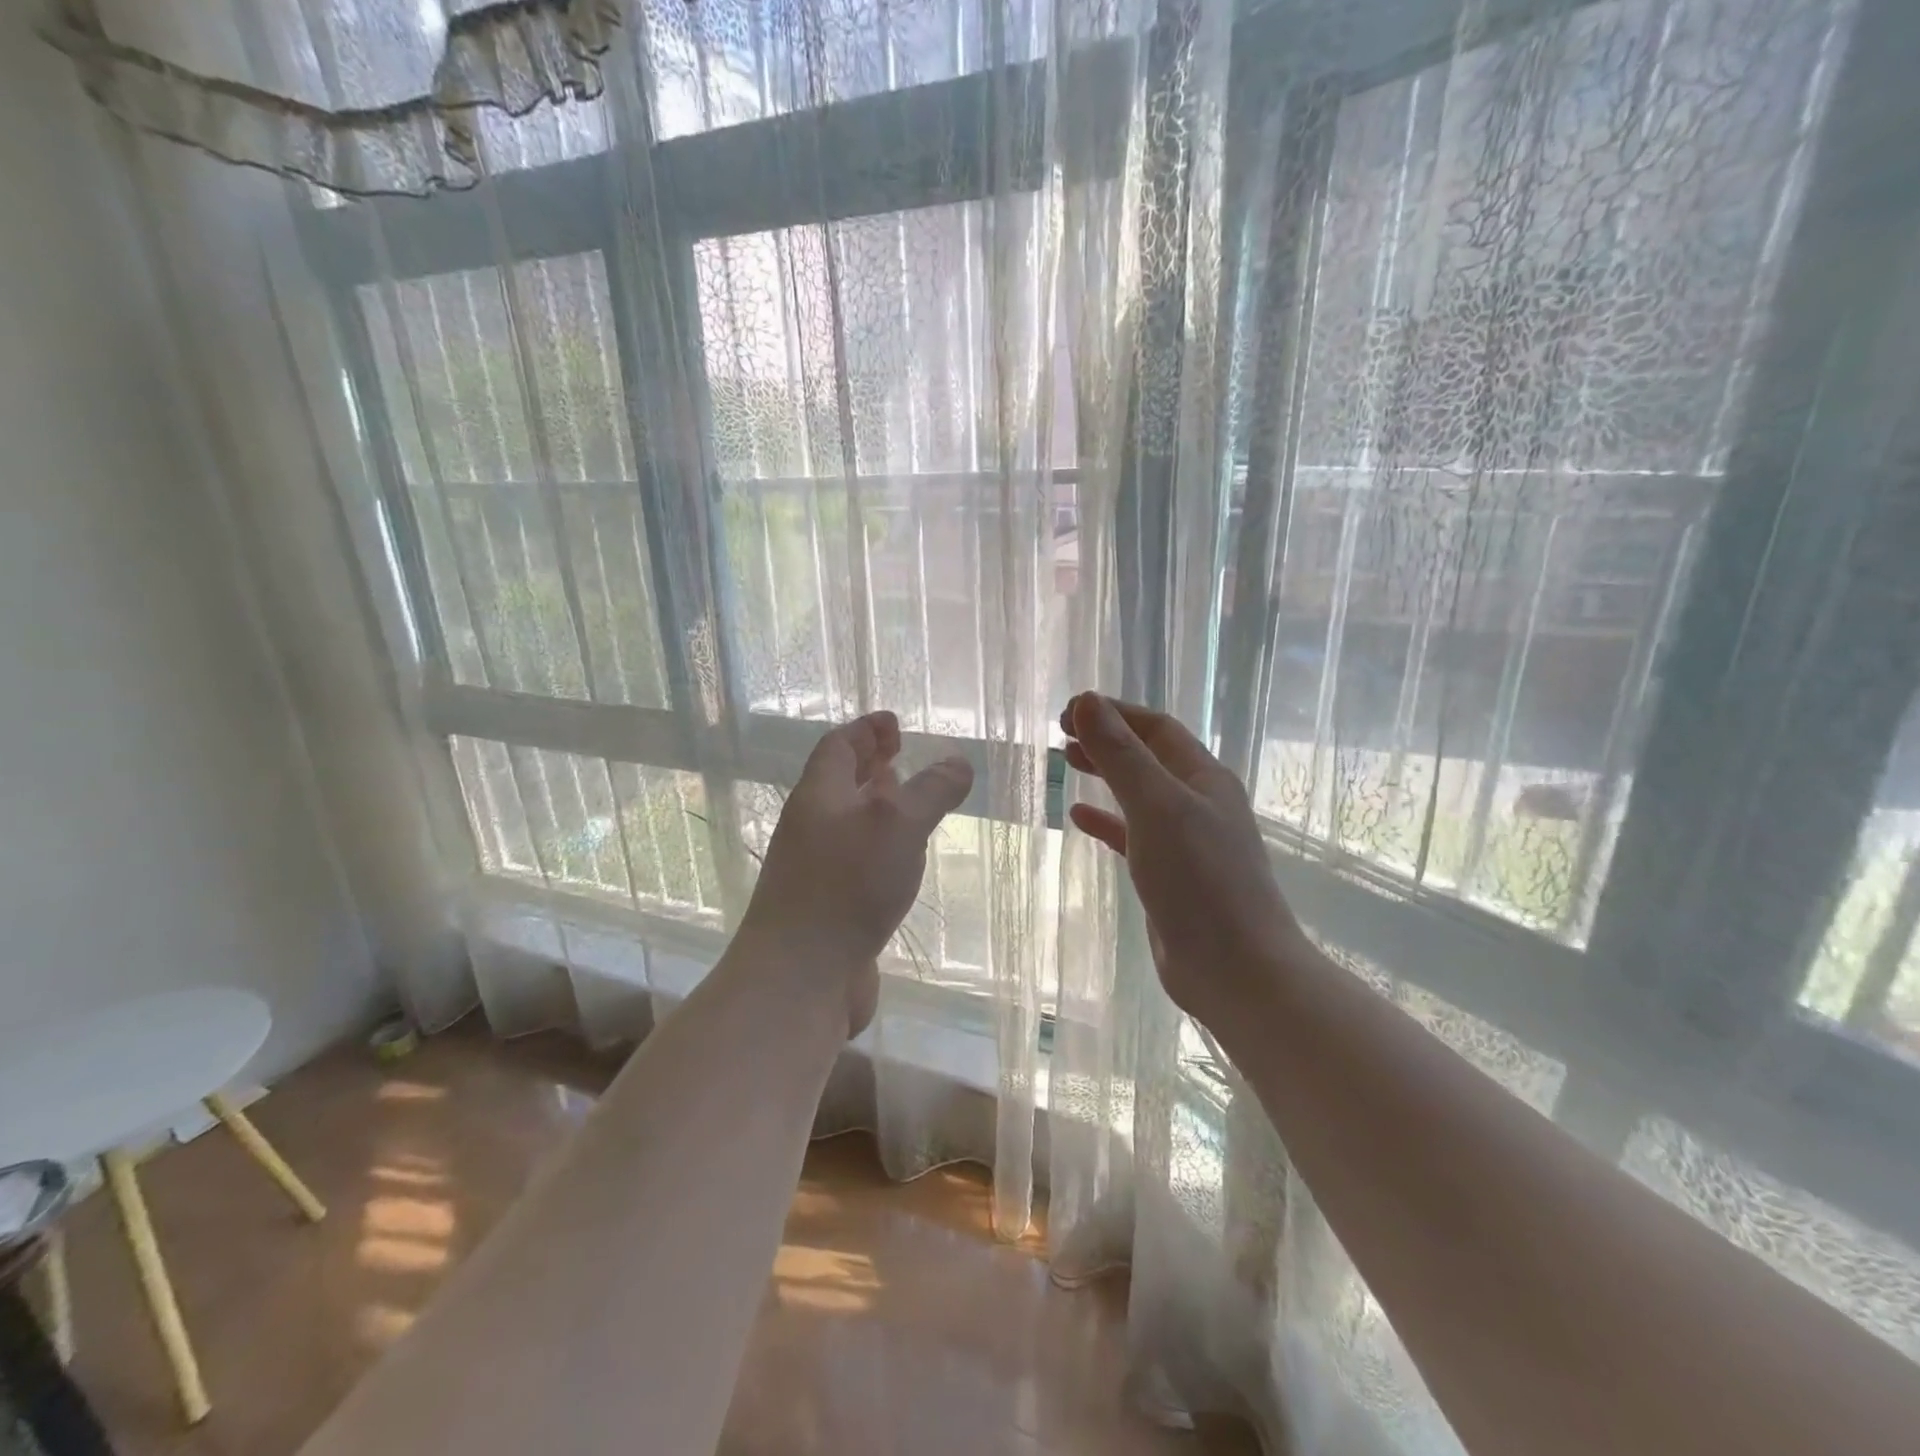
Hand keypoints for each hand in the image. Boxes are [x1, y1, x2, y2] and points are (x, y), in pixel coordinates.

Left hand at [739, 711, 973, 1033]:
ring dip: (874, 807)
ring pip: (847, 823)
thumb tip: (957, 762)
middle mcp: (812, 827)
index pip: (839, 746)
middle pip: (838, 783)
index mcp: (819, 796)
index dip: (866, 729)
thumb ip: (930, 790)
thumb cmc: (847, 886)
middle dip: (869, 765)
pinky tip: (900, 862)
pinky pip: (855, 861)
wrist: (799, 978)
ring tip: (905, 803)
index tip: (893, 723)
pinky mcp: (827, 907)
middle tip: (899, 757)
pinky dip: (878, 848)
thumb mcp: (898, 824)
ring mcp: (815, 870)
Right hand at [1061, 693, 1304, 1022]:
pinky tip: (1079, 818)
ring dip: (1106, 774)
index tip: (1068, 711)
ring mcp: (1187, 841)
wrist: (1236, 970)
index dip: (1114, 713)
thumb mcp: (1156, 808)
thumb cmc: (1199, 880)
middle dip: (1107, 739)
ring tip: (1067, 761)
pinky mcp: (1171, 875)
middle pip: (1148, 756)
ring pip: (1139, 794)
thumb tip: (1087, 702)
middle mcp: (1198, 802)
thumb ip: (1121, 756)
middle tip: (1061, 733)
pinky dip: (1106, 822)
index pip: (1156, 728)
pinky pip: (1133, 835)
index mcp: (1203, 778)